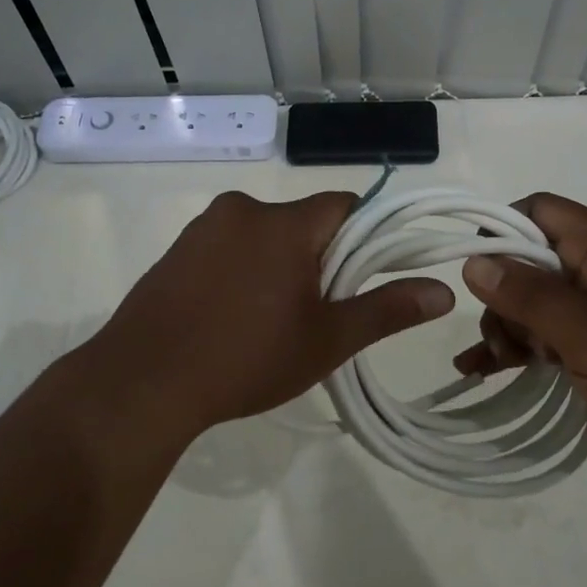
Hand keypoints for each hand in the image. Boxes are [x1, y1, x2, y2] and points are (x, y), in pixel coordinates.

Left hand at [71, 190, 453, 440]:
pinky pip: (227, 248)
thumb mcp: (327, 340)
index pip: (345, 205)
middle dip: (320, 258)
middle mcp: (243, 209)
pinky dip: (242, 270)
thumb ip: (387, 310)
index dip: (366, 236)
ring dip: (278, 264)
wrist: (142, 382)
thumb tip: (444, 291)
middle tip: (319, 312)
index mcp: (285, 223)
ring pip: (264, 235)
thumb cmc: (246, 358)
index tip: (365, 277)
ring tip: (271, 320)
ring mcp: (203, 228)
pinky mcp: (176, 250)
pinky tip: (231, 317)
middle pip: (304, 222)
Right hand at [453, 194, 586, 491]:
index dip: (500, 230)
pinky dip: (520, 350)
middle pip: (531, 260)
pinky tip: (483, 370)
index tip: (472, 272)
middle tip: (504, 340)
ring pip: (536, 302)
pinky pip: (549, 337)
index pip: (540, 211)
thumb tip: (474, 260)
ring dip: (508, 328)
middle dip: (503, 295)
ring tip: (498, 364)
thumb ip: (530, 295)